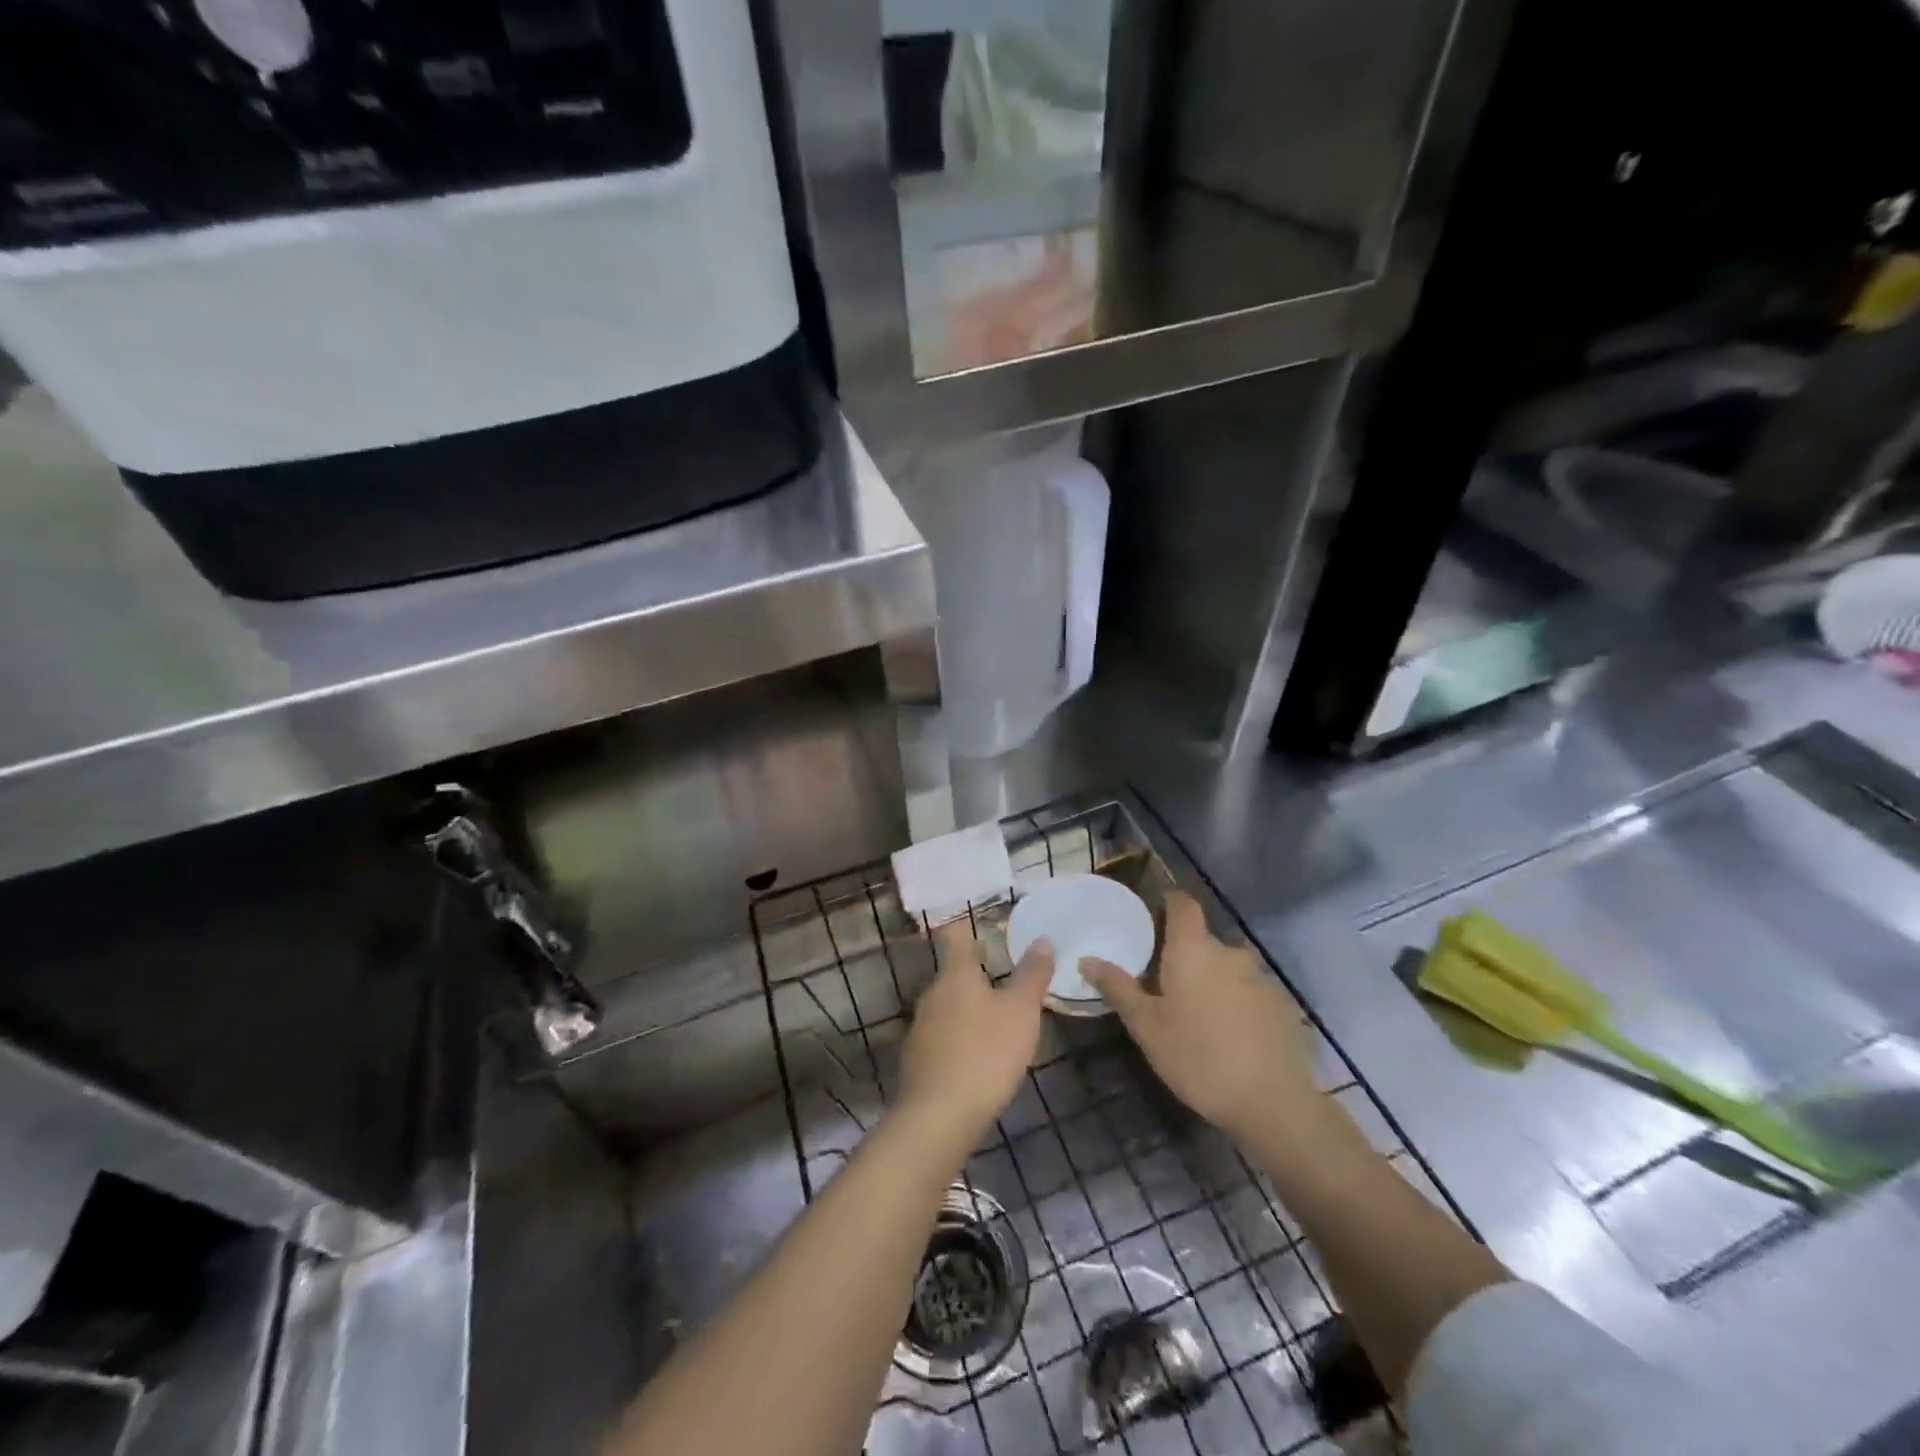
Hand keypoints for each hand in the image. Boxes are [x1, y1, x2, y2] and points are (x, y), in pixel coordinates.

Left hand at [898, 923, 1053, 1146]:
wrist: (939, 1116)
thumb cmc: (986, 1052)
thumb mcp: (1021, 1011)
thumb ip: (1032, 975)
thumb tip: (1042, 939)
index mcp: (956, 975)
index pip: (957, 937)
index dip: (970, 931)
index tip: (988, 933)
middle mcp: (932, 994)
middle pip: (953, 974)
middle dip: (976, 975)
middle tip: (1006, 982)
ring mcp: (920, 1028)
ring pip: (947, 1007)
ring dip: (969, 1010)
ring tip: (997, 1021)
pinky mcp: (917, 1061)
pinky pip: (942, 1038)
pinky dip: (959, 1039)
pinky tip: (977, 1058)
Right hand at [1086, 893, 1324, 1151]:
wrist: (1272, 1103)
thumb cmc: (1197, 1057)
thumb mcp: (1146, 1026)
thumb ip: (1118, 988)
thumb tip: (1087, 959)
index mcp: (1193, 950)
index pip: (1184, 904)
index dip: (1171, 901)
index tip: (1155, 912)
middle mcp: (1230, 953)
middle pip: (1204, 940)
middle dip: (1187, 955)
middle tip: (1168, 984)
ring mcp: (1262, 978)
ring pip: (1230, 968)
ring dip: (1214, 980)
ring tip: (1200, 1014)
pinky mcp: (1283, 1005)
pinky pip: (1252, 992)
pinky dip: (1239, 1003)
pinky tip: (1232, 1034)